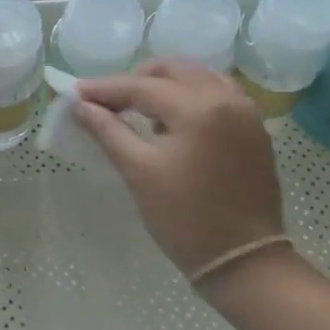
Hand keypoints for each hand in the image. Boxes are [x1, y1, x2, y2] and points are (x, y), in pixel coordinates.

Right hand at [73, 60, 284, 278]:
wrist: (243, 259)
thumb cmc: (184, 219)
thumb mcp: (139, 172)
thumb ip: (108, 131)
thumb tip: (81, 106)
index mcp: (198, 108)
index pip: (142, 86)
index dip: (105, 88)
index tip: (76, 93)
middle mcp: (226, 98)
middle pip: (173, 70)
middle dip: (136, 79)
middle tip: (107, 101)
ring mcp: (245, 111)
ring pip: (197, 77)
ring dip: (164, 85)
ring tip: (139, 111)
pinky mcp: (254, 128)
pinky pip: (217, 93)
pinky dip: (190, 96)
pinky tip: (173, 121)